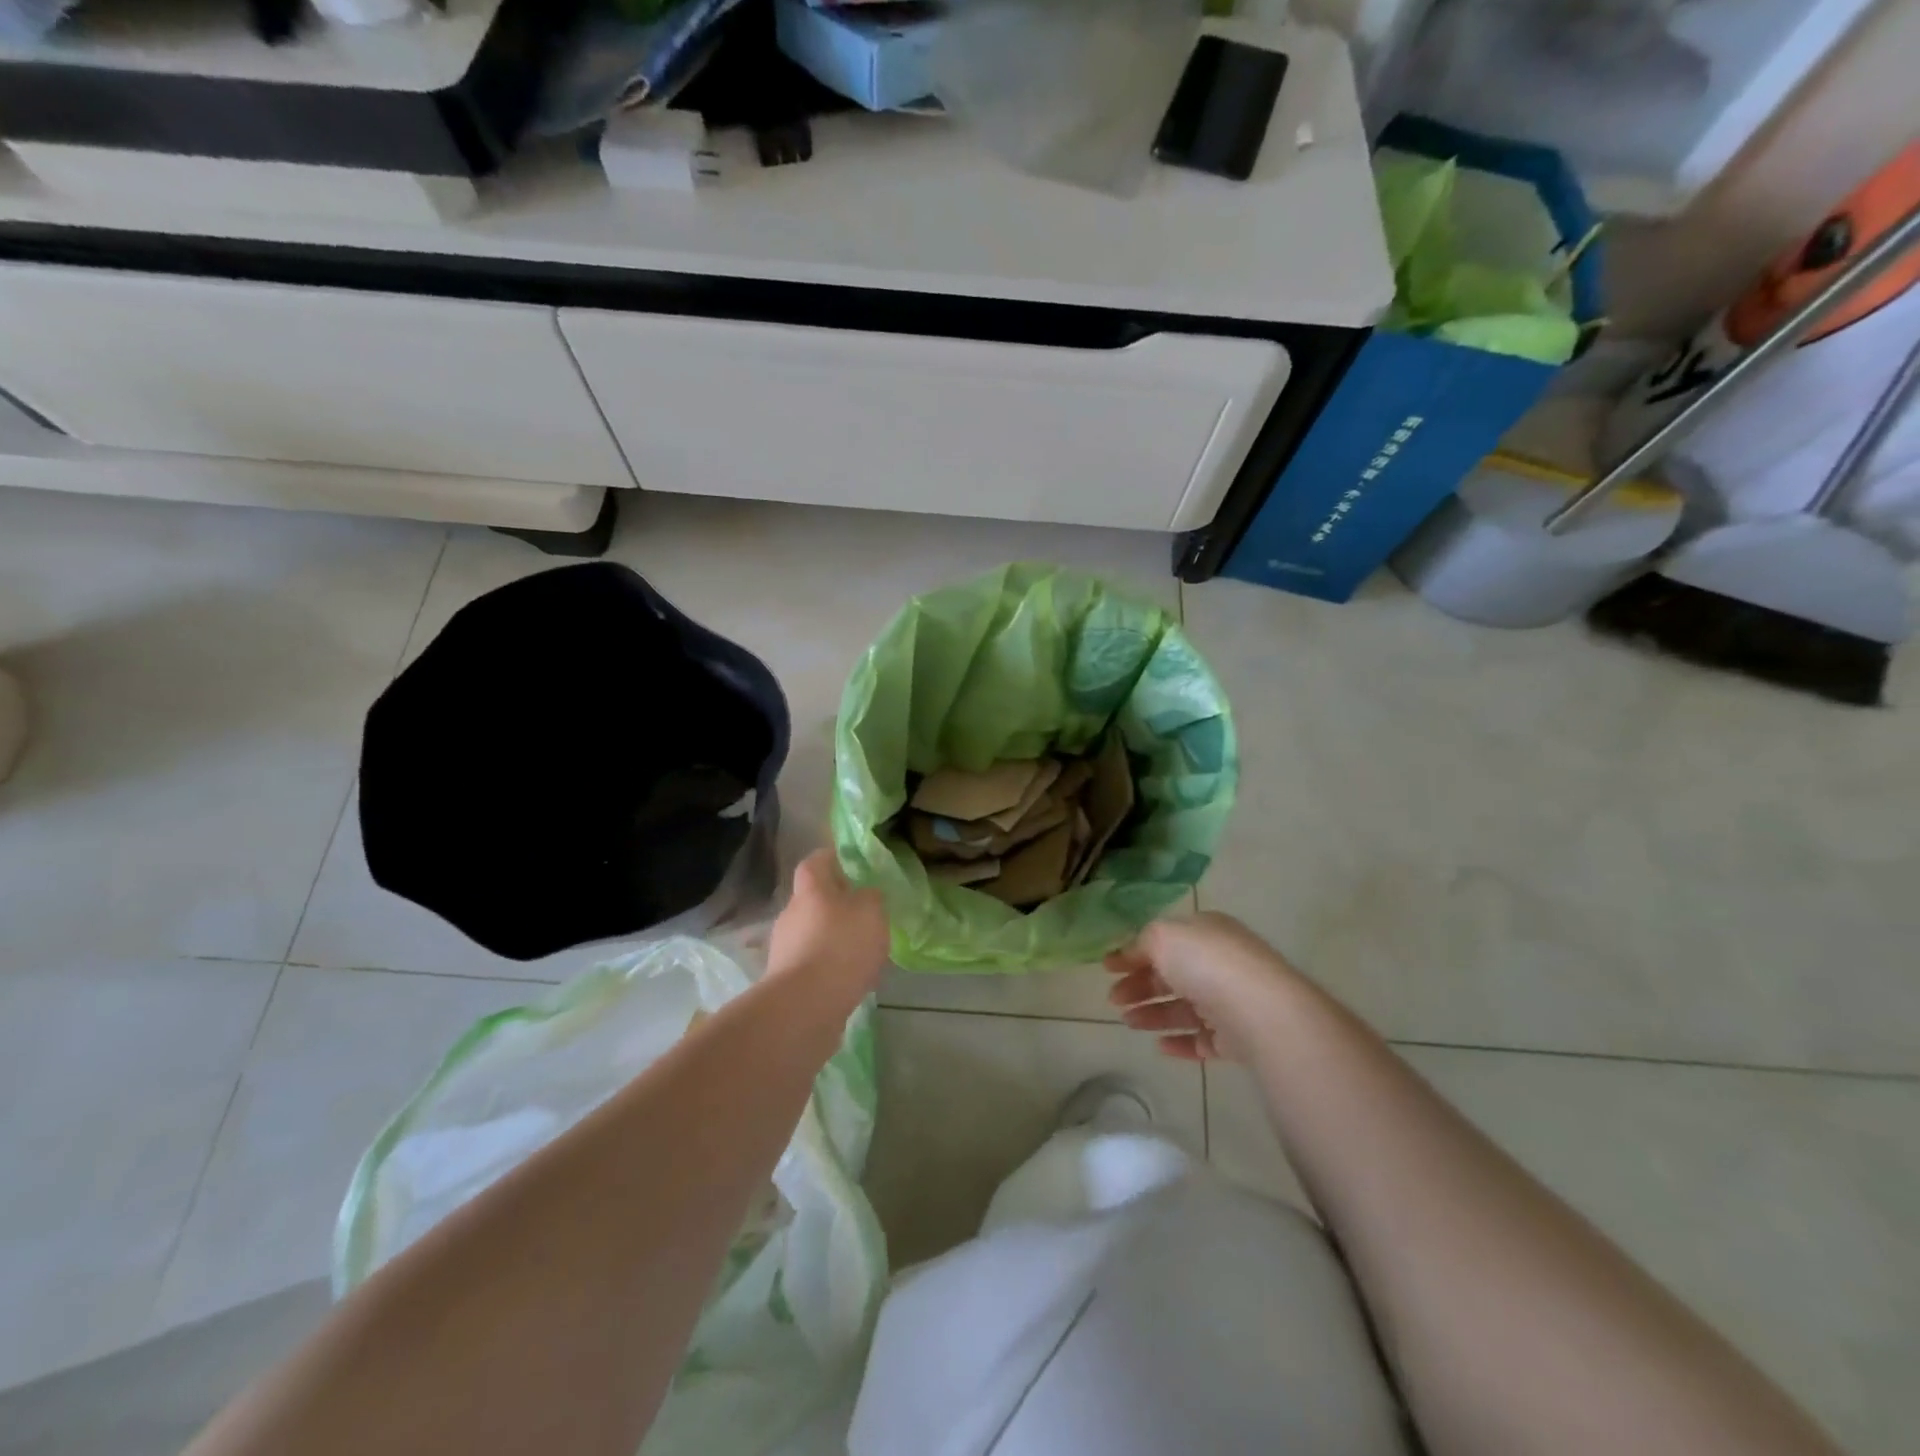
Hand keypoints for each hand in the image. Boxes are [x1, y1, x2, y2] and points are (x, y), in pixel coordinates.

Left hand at [766, 850, 890, 998]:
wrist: (805, 1005)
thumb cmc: (841, 946)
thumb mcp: (872, 912)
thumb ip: (872, 897)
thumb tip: (866, 895)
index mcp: (811, 889)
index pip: (816, 861)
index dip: (831, 858)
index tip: (849, 862)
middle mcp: (791, 913)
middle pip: (813, 899)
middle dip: (836, 903)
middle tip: (863, 912)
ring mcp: (785, 947)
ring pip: (812, 932)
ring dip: (833, 937)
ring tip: (861, 951)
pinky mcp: (786, 979)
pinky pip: (812, 962)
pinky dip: (829, 965)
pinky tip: (850, 978)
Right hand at [1105, 912, 1302, 1060]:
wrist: (1261, 1011)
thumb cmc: (1207, 963)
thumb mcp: (1164, 936)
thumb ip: (1143, 942)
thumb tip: (1132, 954)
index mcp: (1206, 932)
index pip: (1164, 941)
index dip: (1134, 953)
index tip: (1107, 969)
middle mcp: (1219, 963)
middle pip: (1172, 975)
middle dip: (1140, 986)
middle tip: (1114, 1000)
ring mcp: (1230, 1001)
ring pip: (1184, 1008)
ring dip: (1153, 1013)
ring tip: (1129, 1023)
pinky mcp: (1238, 1037)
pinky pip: (1203, 1039)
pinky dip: (1180, 1041)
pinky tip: (1159, 1046)